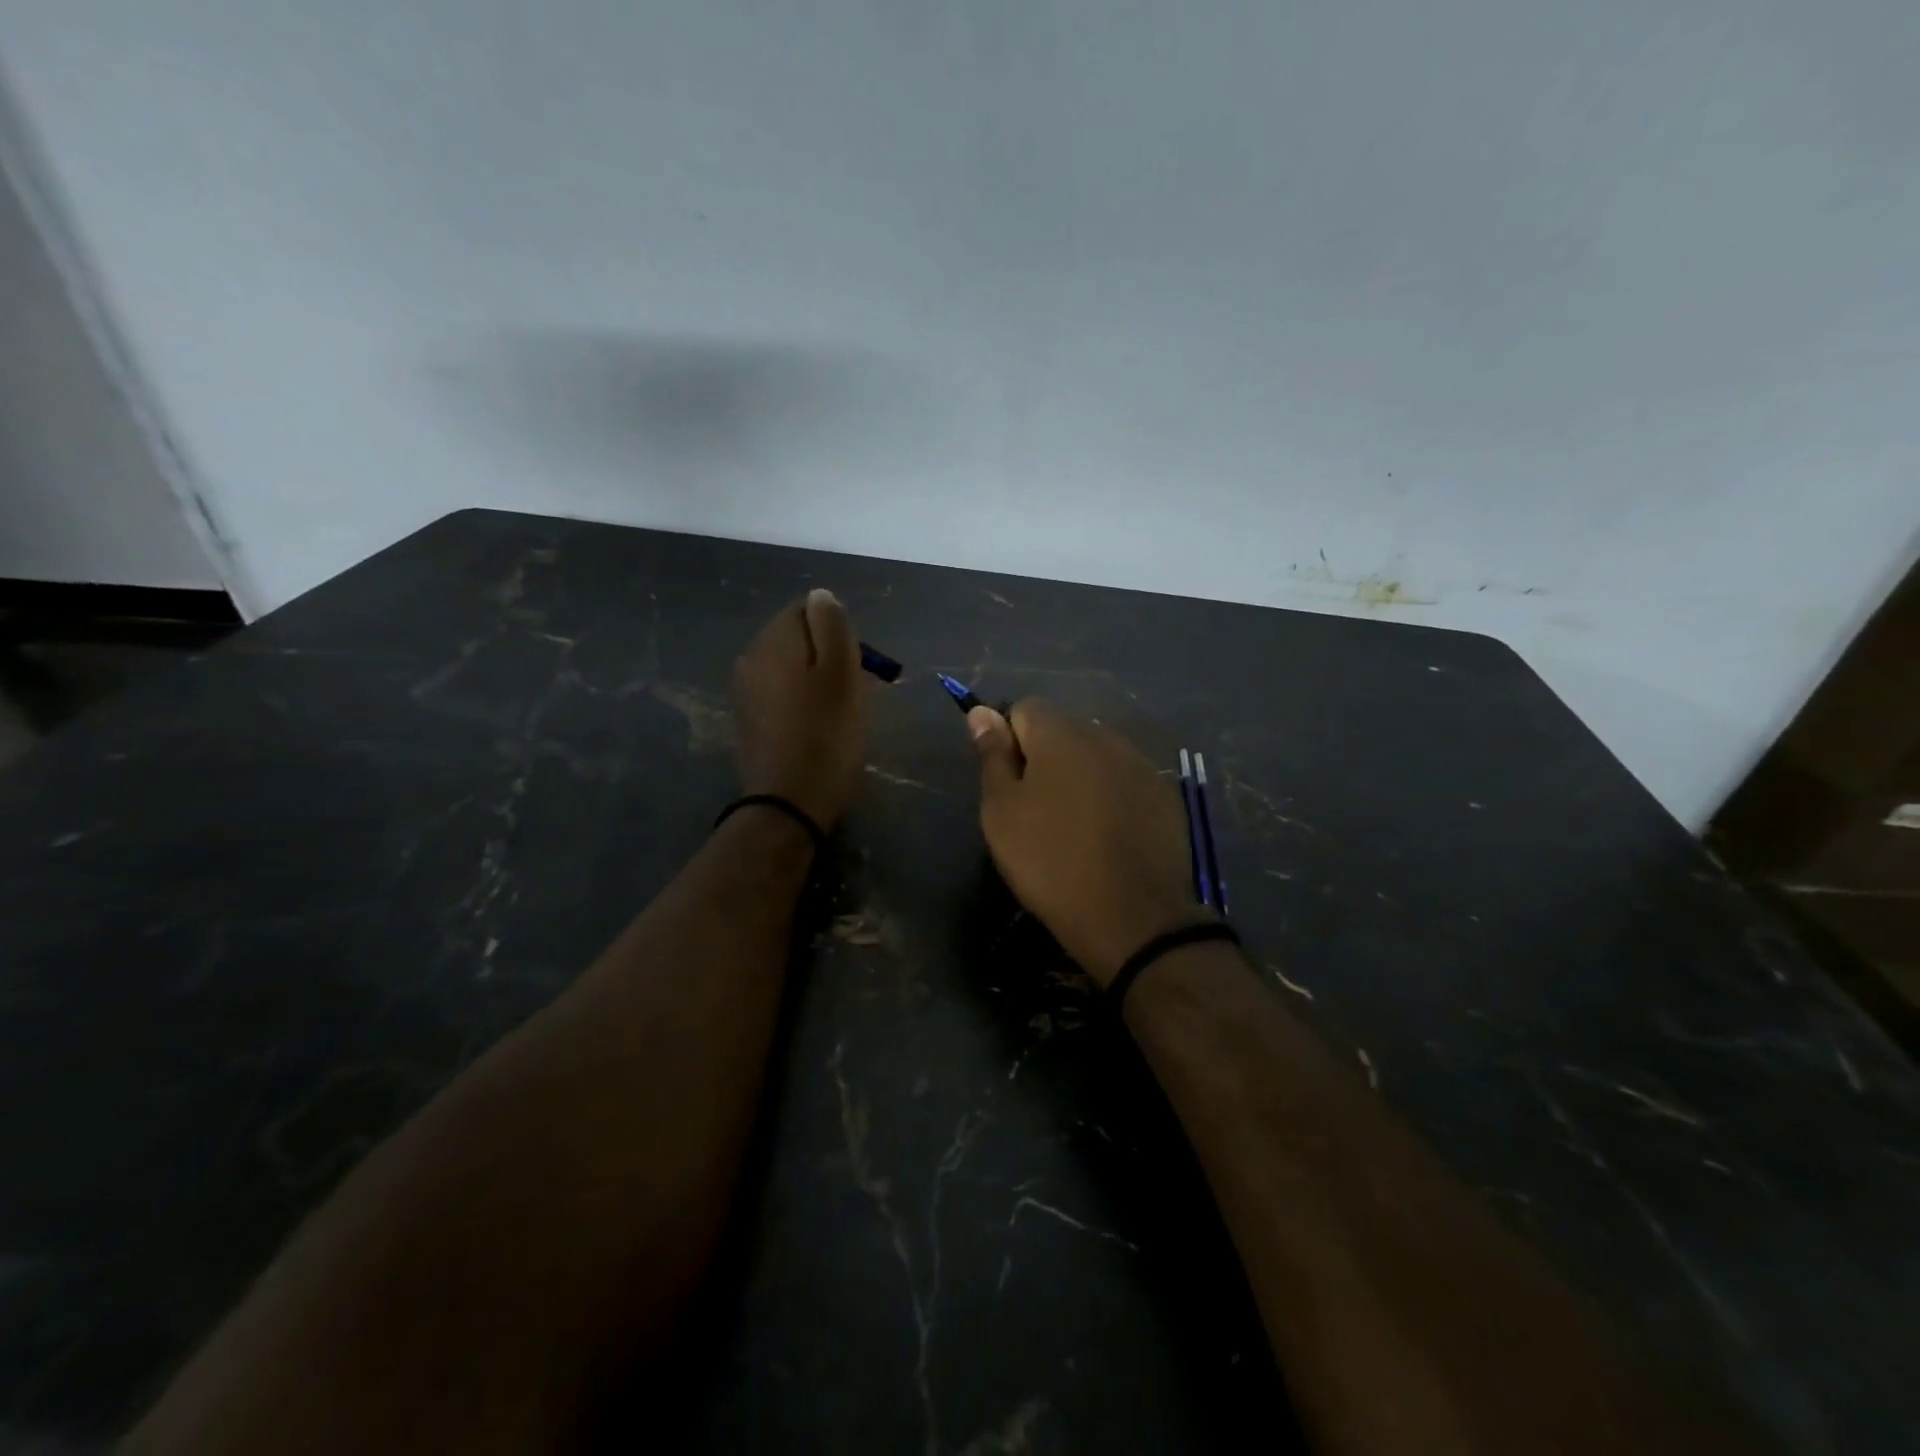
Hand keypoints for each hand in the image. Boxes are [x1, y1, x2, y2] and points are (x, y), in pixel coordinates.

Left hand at [733, 590, 866, 831]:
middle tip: (856, 689)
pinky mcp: (748, 719)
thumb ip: (831, 625)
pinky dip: (801, 700)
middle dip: (828, 654)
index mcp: (773, 640)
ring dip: (816, 679)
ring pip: (790, 666)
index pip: (807, 608)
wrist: (789, 803)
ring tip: (840, 710)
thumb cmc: (826, 735)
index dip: (839, 630)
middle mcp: (751, 657)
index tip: (858, 663)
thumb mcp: (841, 673)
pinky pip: (781, 693)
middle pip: (797, 638)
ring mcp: (745, 690)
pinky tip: (817, 726)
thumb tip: (821, 596)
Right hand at [968, 700, 1203, 985]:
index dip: (1008, 740)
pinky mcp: (1165, 795)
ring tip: (1073, 825)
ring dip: (1080, 776)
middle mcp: (1104, 736)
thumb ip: (992, 755)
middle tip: (1035, 809)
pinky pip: (1126, 781)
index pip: (1024, 709)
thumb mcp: (1002, 811)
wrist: (1131, 915)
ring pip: (1096, 756)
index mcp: (1059, 734)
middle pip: (1063, 730)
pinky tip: (1109, 835)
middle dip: (1045, 757)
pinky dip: (1112, 796)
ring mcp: (1141, 764)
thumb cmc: (1050, 860)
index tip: (1007, 782)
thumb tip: (982, 710)